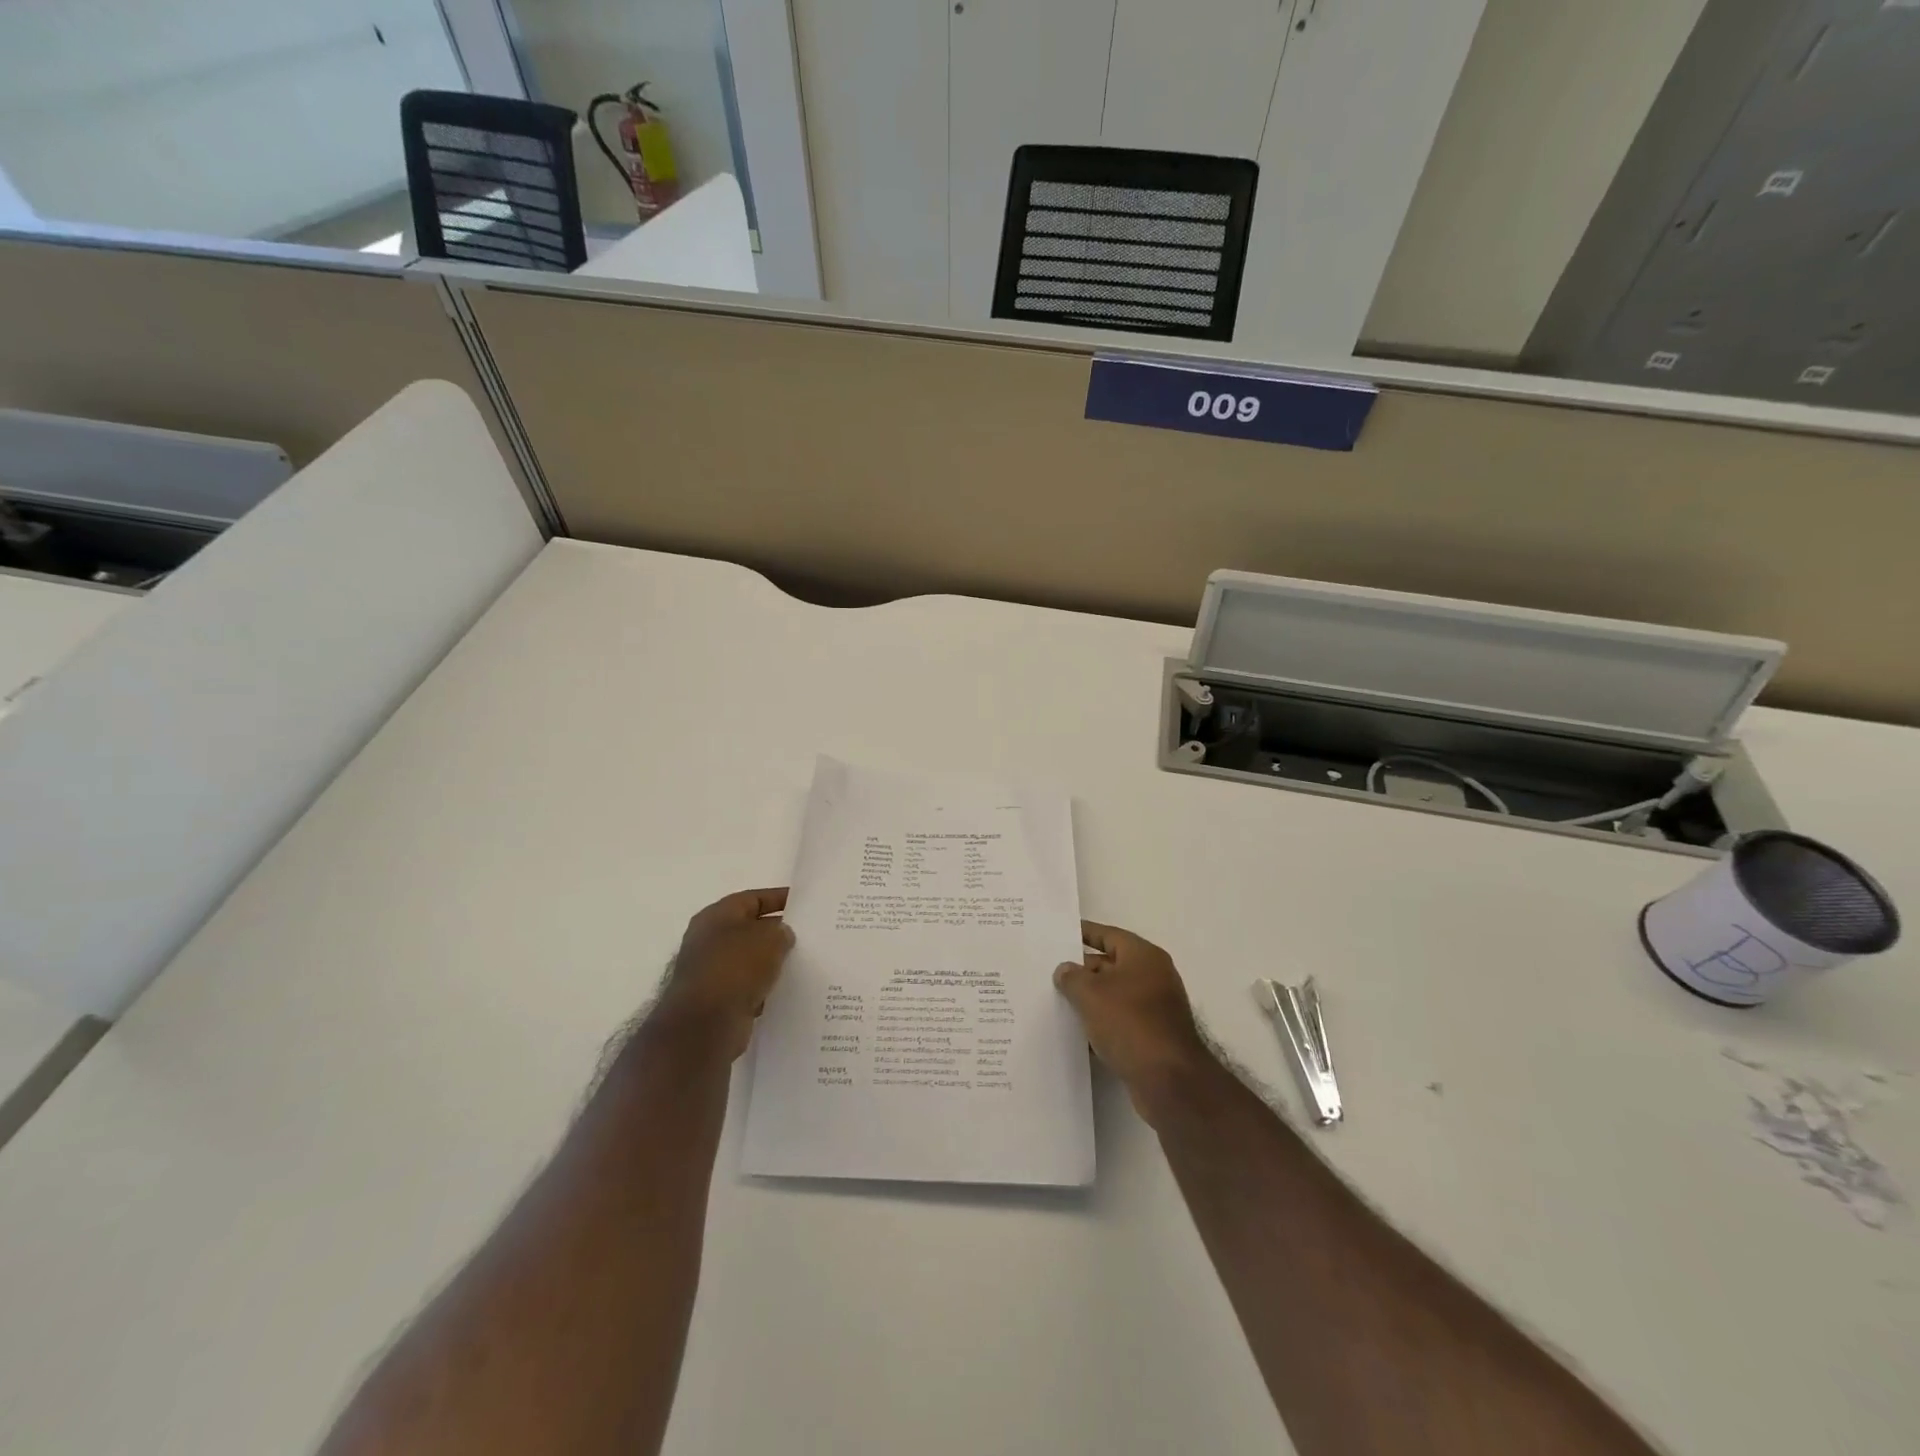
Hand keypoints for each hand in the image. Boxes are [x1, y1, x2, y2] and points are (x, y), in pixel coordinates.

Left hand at [648, 888, 793, 1061]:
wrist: (704, 1025)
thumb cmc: (735, 968)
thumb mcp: (769, 939)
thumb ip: (781, 931)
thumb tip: (781, 936)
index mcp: (716, 916)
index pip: (752, 898)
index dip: (778, 898)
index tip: (804, 904)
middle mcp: (709, 940)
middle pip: (749, 929)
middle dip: (776, 932)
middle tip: (808, 935)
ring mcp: (710, 971)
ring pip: (749, 960)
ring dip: (771, 962)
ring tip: (802, 963)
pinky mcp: (716, 1000)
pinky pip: (746, 987)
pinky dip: (763, 988)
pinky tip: (785, 991)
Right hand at [1054, 921, 1214, 1121]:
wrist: (1168, 1080)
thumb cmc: (1129, 1023)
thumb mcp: (1090, 994)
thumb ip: (1072, 977)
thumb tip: (1065, 970)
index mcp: (1144, 956)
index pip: (1109, 935)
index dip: (1084, 933)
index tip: (1061, 934)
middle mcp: (1154, 976)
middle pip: (1112, 965)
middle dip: (1083, 970)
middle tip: (1051, 974)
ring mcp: (1156, 1008)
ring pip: (1115, 995)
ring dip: (1090, 1000)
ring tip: (1058, 1003)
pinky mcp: (1154, 1036)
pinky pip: (1121, 1021)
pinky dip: (1102, 1024)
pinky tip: (1078, 1034)